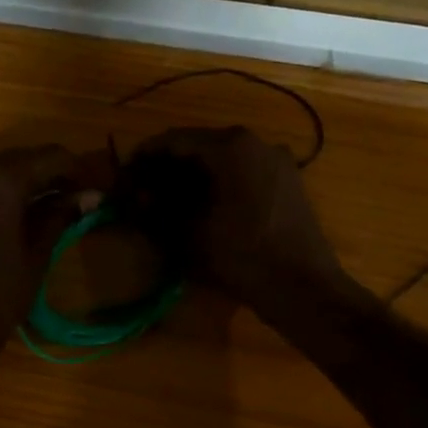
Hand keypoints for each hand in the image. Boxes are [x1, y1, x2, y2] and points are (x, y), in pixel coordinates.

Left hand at [0, 145, 103, 375]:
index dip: (79, 171)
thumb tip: (90, 196)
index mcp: (0, 181)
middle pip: (22, 158)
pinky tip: (19, 217)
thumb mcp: (36, 256)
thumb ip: (60, 217)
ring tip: (54, 209)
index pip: (51, 157)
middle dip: (53, 175)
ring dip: (27, 183)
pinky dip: (2, 193)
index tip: (98, 190)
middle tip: (79, 200)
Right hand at [124, 127, 345, 305]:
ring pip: (224, 161)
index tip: (124, 175)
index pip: (174, 140)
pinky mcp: (288, 183)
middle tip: (144, 192)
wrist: (303, 287)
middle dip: (169, 168)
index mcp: (231, 145)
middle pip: (200, 147)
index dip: (144, 157)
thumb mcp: (188, 235)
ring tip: (170, 203)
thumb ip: (157, 211)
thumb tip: (137, 199)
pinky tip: (204, 209)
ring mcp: (277, 161)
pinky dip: (220, 185)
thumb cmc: (241, 257)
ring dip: (194, 178)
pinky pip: (244, 175)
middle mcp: (256, 142)